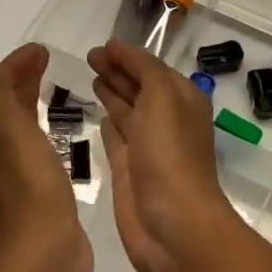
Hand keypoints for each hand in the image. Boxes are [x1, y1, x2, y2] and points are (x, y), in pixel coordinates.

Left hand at [0, 43, 90, 271]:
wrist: (42, 255)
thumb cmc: (25, 186)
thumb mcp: (9, 129)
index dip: (10, 67)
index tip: (41, 51)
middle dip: (18, 80)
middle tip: (47, 59)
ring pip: (10, 126)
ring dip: (26, 101)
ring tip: (50, 83)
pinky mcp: (23, 191)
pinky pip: (25, 145)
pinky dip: (35, 125)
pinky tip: (52, 125)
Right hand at [87, 38, 241, 271]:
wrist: (173, 226)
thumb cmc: (170, 154)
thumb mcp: (162, 97)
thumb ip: (142, 68)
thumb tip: (117, 47)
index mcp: (182, 100)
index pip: (152, 68)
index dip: (128, 55)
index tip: (101, 45)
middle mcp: (166, 120)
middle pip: (139, 86)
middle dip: (117, 70)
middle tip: (89, 56)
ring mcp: (147, 147)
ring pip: (127, 111)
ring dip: (112, 91)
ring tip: (89, 74)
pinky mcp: (128, 171)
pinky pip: (117, 138)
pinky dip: (109, 123)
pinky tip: (98, 113)